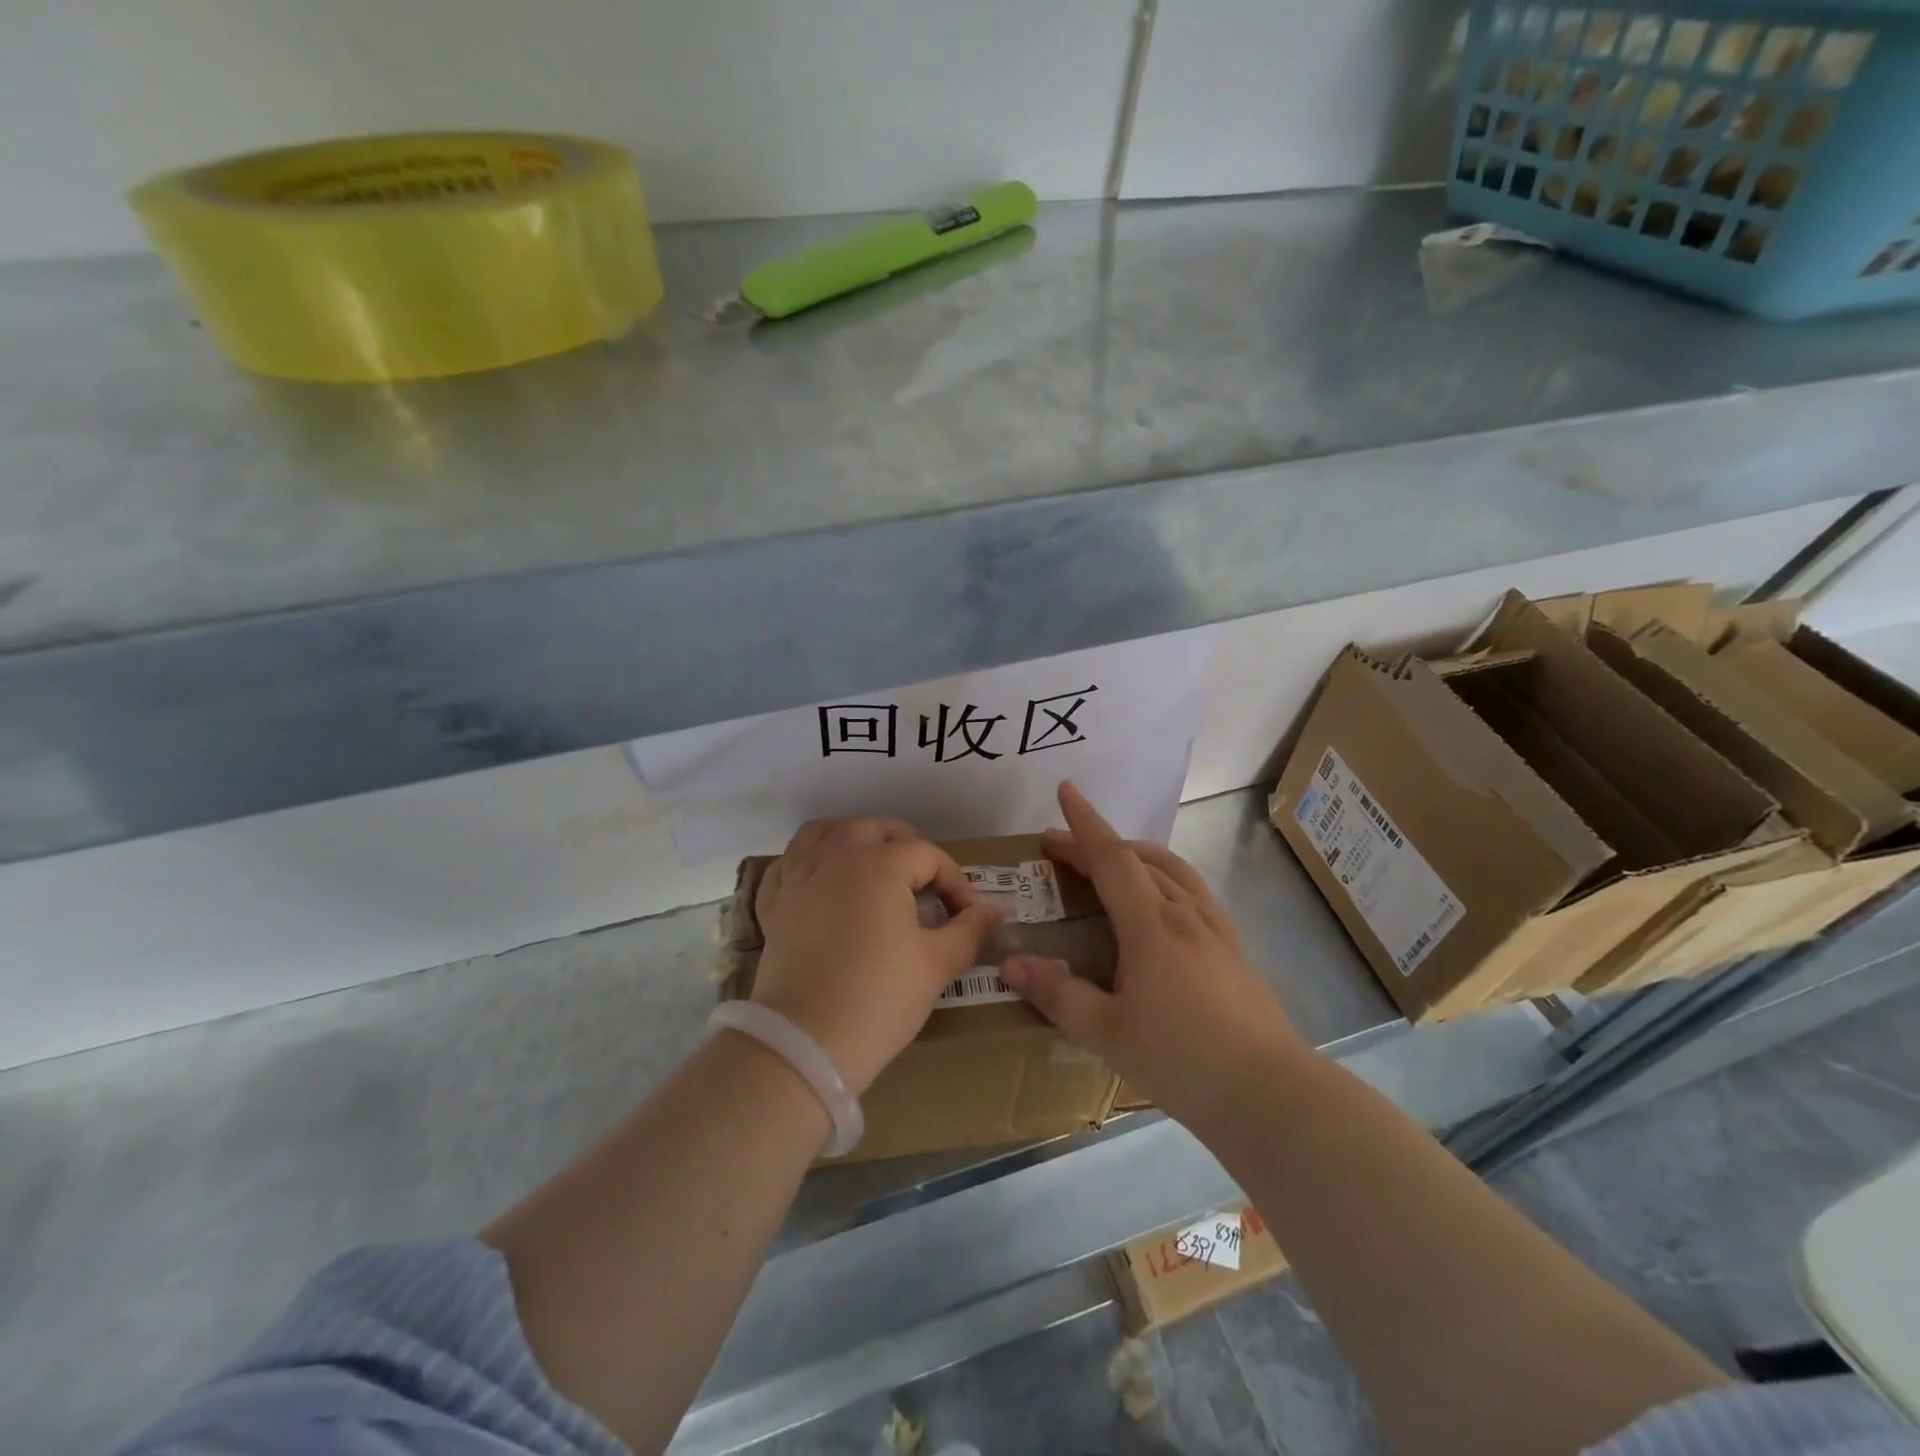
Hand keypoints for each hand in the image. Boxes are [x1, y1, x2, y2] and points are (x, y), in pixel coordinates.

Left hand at [752, 817, 1000, 1094]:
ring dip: (857, 840)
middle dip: (910, 851)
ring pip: (829, 831)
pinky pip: (793, 860)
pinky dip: (812, 860)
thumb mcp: (936, 965)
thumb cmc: (878, 998)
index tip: (968, 916)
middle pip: (879, 830)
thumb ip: (970, 930)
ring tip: (875, 869)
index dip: (956, 883)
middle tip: (927, 889)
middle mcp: (837, 854)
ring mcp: (800, 874)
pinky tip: (825, 882)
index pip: (929, 856)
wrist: (803, 1044)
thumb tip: (993, 910)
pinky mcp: (775, 900)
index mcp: (880, 863)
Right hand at [1001, 783, 1306, 1132]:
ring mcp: (1215, 928)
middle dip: (1098, 843)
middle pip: (1138, 859)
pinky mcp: (1234, 947)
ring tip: (1111, 862)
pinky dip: (1164, 877)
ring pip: (1171, 870)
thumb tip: (1011, 963)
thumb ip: (1058, 995)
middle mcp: (1184, 912)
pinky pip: (1192, 891)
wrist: (1270, 1093)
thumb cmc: (1182, 1060)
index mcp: (1150, 924)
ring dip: (1135, 854)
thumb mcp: (1108, 1033)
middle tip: (1062, 846)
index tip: (1065, 791)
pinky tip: (1161, 903)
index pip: (1111, 858)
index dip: (1084, 823)